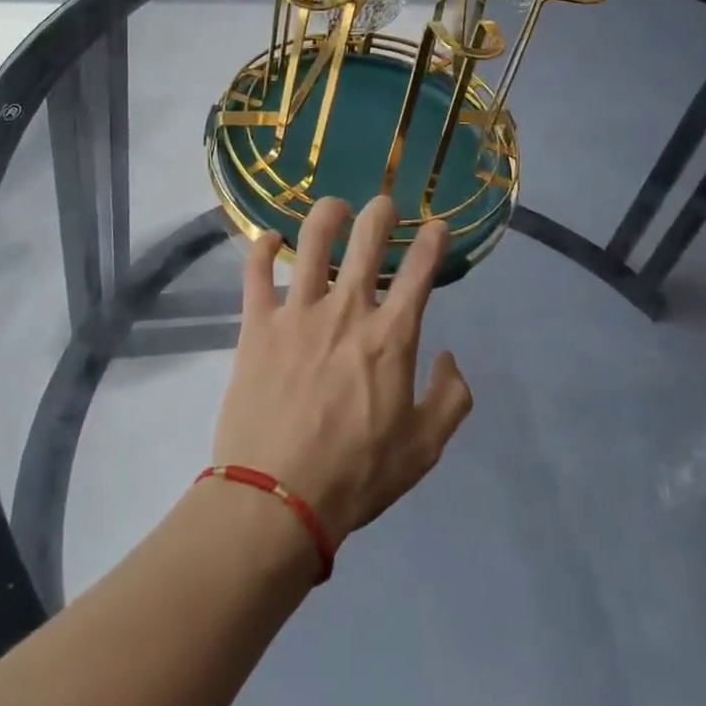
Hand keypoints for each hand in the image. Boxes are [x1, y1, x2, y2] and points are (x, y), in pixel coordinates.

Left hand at [211, 196, 473, 543]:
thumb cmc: (356, 475)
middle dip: (382, 212)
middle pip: (368, 239)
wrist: (278, 499)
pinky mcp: (257, 324)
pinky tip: (269, 238)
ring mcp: (297, 312)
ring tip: (335, 208)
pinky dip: (262, 246)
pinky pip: (256, 270)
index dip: (433, 241)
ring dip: (327, 214)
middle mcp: (346, 311)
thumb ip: (450, 399)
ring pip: (312, 241)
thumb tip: (449, 357)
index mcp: (391, 338)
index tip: (437, 226)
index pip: (420, 271)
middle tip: (385, 206)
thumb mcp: (423, 449)